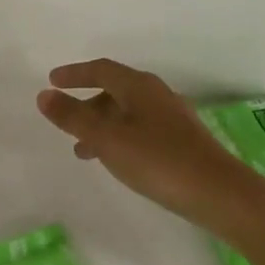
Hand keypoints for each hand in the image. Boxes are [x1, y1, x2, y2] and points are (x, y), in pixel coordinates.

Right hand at [36, 58, 244, 230]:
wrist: (220, 194)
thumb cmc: (158, 161)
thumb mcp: (107, 139)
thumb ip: (73, 117)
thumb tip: (44, 95)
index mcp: (139, 87)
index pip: (101, 70)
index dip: (75, 74)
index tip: (52, 80)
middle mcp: (157, 95)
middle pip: (115, 90)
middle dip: (87, 103)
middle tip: (65, 119)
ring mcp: (173, 118)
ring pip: (127, 112)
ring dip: (102, 125)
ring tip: (83, 151)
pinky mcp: (182, 141)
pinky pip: (140, 129)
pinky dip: (120, 137)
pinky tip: (118, 161)